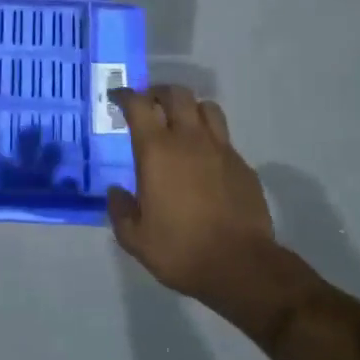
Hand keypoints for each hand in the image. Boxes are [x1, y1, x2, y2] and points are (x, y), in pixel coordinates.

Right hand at [107, 85, 274, 301]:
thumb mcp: (135, 239)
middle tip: (149, 105)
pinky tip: (205, 158)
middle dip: (159, 93)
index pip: (139, 105)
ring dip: (190, 108)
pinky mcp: (243, 165)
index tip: (117, 98)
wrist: (241, 266)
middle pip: (176, 94)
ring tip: (181, 122)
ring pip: (206, 107)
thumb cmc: (181, 250)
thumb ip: (120, 211)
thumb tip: (116, 193)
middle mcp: (189, 139)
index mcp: (157, 150)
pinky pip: (224, 137)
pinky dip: (210, 137)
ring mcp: (221, 149)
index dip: (125, 96)